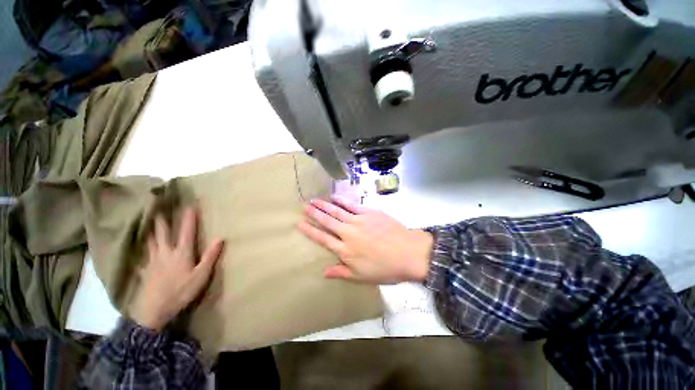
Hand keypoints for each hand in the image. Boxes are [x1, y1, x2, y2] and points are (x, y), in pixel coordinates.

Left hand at [130, 207, 223, 330]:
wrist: (154, 311)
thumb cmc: (181, 292)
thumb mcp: (201, 275)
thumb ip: (210, 256)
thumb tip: (220, 238)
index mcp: (181, 253)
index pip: (187, 231)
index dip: (189, 218)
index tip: (190, 205)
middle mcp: (166, 253)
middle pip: (163, 233)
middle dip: (163, 219)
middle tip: (159, 207)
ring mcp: (153, 261)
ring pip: (151, 241)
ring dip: (151, 230)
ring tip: (148, 221)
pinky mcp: (146, 270)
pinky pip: (143, 255)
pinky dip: (142, 248)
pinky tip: (140, 248)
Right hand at [298, 196, 432, 283]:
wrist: (408, 253)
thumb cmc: (385, 268)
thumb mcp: (362, 277)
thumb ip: (342, 272)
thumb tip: (324, 272)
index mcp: (345, 250)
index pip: (323, 238)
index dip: (310, 230)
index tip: (300, 223)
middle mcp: (348, 233)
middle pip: (327, 221)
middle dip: (314, 213)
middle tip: (304, 206)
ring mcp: (358, 220)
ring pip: (337, 211)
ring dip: (325, 205)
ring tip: (315, 200)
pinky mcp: (369, 212)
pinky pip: (352, 205)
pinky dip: (342, 200)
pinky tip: (335, 196)